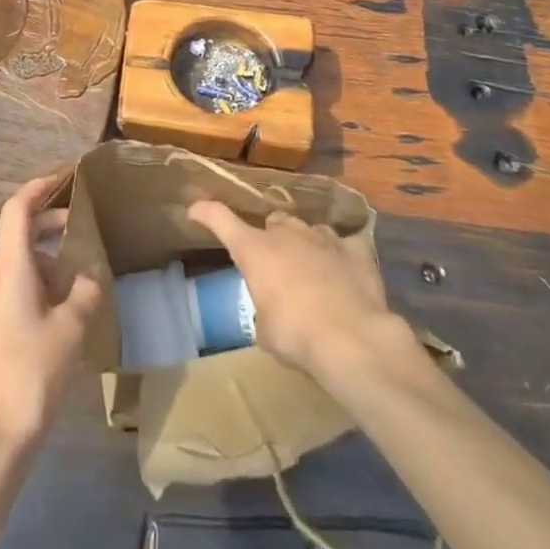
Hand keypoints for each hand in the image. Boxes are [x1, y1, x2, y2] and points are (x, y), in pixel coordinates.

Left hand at [0, 174, 104, 461]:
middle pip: (16, 232)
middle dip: (49, 224)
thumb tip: (91, 275)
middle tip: (82, 227)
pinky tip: (60, 305)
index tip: (64, 177)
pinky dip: (35, 279)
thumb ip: (86, 291)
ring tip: (79, 273)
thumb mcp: (72, 328)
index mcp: (8, 266)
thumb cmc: (33, 372)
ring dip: (45, 257)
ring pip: (14, 260)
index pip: (18, 208)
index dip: (39, 187)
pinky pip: (9, 284)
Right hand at [186, 200, 405, 382]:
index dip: (205, 213)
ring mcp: (323, 236)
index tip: (194, 210)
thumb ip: (263, 310)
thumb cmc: (295, 334)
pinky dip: (341, 257)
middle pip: (273, 222)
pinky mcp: (354, 249)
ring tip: (311, 271)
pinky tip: (346, 274)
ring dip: (304, 245)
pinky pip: (344, 245)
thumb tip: (272, 312)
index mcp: (255, 249)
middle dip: (271, 238)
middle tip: (275, 265)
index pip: (220, 219)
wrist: (351, 338)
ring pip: (308, 229)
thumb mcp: (265, 331)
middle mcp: (286, 233)